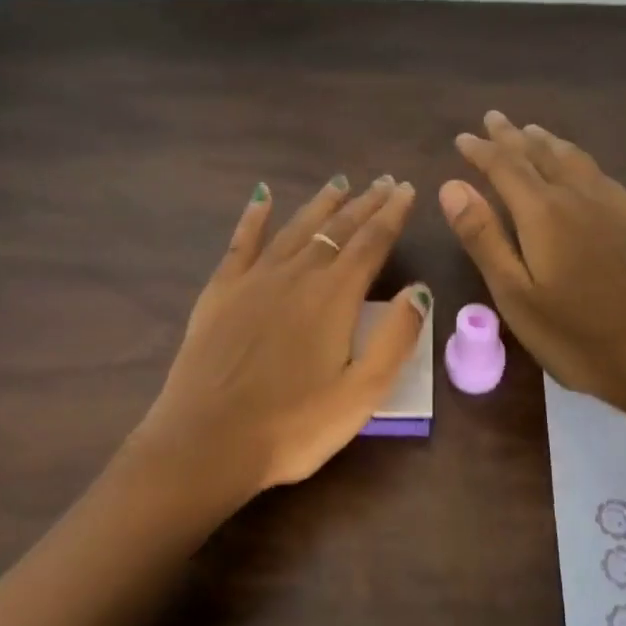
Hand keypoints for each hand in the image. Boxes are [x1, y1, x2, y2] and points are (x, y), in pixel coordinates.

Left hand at [128, 175, 431, 495]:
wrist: (206, 443)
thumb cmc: (293, 426)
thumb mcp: (362, 394)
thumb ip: (396, 338)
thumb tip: (419, 290)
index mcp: (335, 296)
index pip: (372, 242)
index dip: (393, 214)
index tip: (407, 189)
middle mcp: (297, 274)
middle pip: (338, 228)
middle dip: (365, 203)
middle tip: (384, 182)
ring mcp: (254, 279)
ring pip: (296, 228)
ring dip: (321, 203)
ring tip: (340, 182)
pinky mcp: (221, 291)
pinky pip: (242, 241)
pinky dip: (254, 216)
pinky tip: (262, 196)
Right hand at [439, 112, 625, 413]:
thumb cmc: (574, 334)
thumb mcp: (514, 293)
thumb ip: (483, 236)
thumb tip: (451, 186)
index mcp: (543, 212)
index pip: (505, 167)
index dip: (481, 151)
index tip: (462, 138)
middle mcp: (576, 196)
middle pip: (539, 154)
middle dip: (512, 136)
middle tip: (493, 118)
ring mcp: (609, 206)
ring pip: (572, 158)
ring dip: (546, 142)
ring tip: (531, 131)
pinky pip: (597, 172)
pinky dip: (575, 158)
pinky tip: (578, 167)